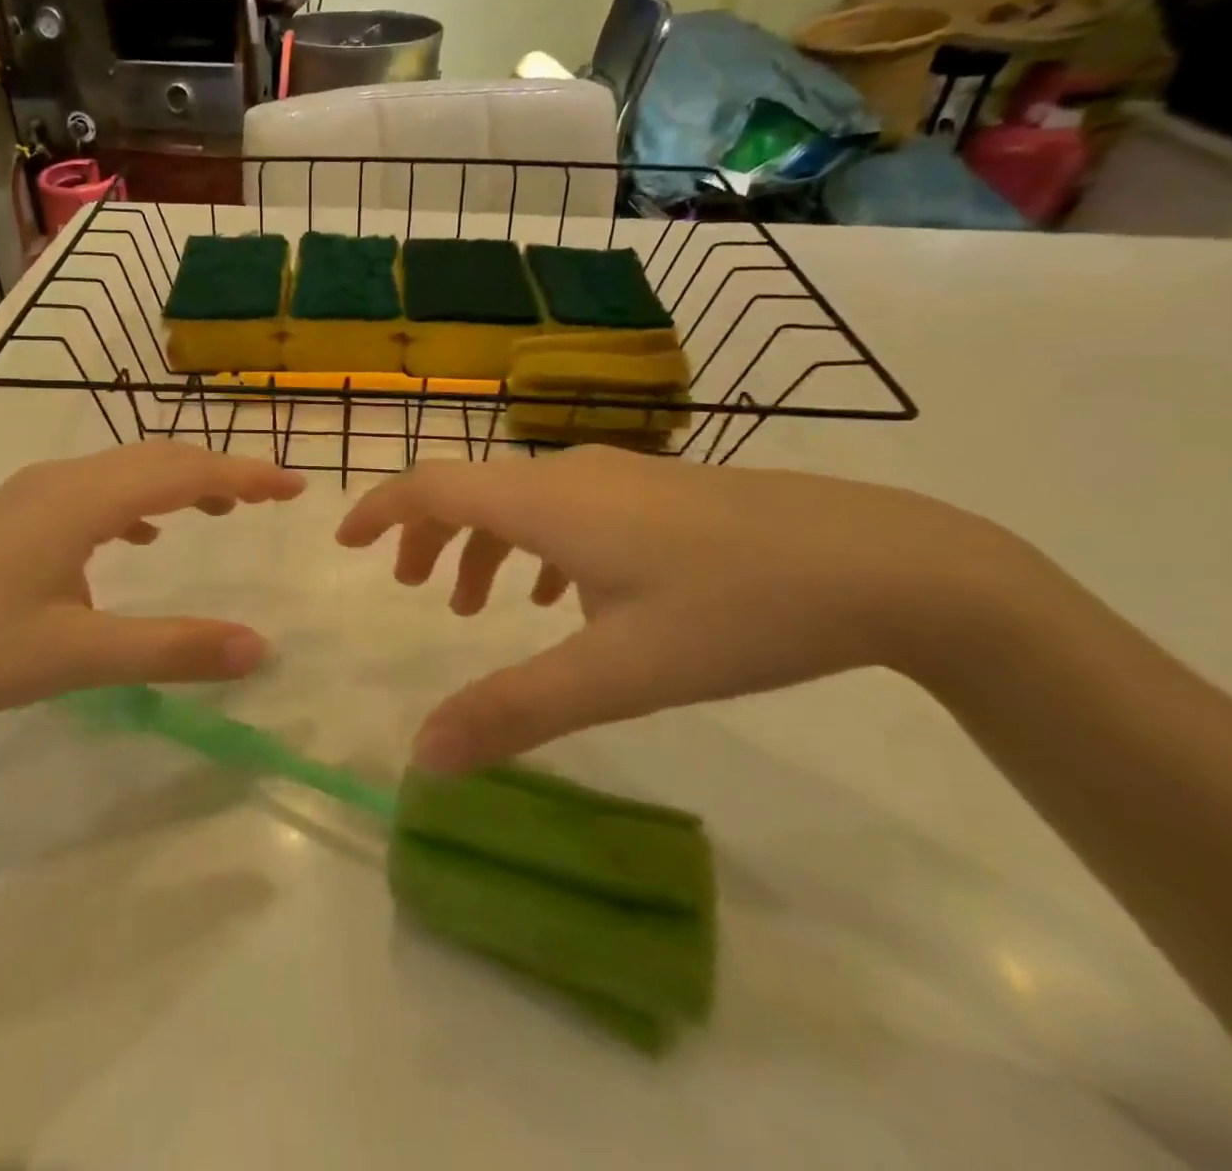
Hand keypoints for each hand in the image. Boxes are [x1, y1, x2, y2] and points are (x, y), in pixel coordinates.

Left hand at [0, 441, 305, 730]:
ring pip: (125, 470)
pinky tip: (140, 537)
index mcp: (83, 499)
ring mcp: (32, 493)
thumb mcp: (80, 656)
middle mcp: (62, 479)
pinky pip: (95, 491)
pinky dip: (137, 502)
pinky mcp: (14, 515)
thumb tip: (259, 648)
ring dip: (179, 482)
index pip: (185, 471)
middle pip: (159, 458)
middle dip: (222, 470)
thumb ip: (173, 649)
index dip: (247, 473)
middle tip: (271, 495)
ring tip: (221, 508)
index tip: (297, 486)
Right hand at [337, 447, 1028, 771]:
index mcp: (546, 502)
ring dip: (483, 545)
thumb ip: (514, 711)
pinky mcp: (659, 493)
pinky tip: (563, 599)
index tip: (346, 543)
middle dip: (428, 535)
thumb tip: (422, 757)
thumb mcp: (617, 672)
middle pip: (470, 489)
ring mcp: (620, 477)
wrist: (886, 563)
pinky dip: (537, 548)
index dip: (380, 509)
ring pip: (521, 501)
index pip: (432, 484)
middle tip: (411, 590)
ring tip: (477, 606)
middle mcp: (572, 474)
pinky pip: (567, 510)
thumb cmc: (736, 610)